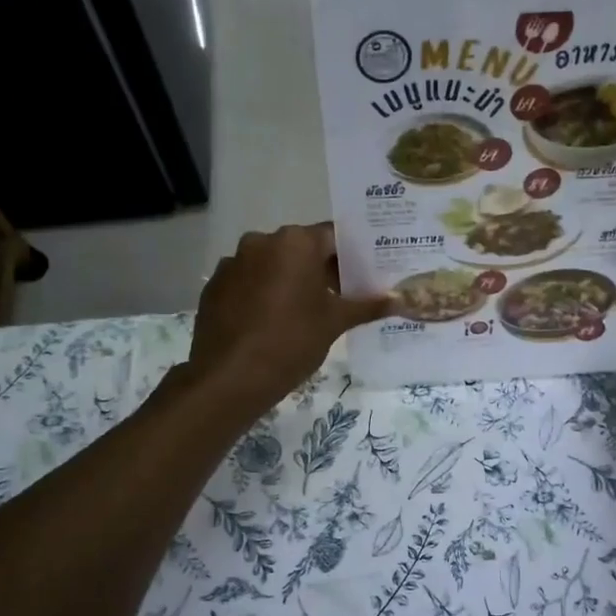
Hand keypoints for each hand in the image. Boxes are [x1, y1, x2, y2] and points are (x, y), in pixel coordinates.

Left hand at [187, 223, 389, 413]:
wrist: (230, 377)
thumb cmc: (292, 341)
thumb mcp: (335, 323)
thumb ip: (367, 306)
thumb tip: (400, 300)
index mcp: (295, 242)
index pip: (333, 237)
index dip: (351, 257)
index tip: (363, 277)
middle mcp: (261, 241)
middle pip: (301, 249)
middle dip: (321, 270)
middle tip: (340, 298)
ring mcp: (233, 262)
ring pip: (273, 265)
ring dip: (290, 281)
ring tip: (305, 313)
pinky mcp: (215, 286)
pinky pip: (248, 282)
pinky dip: (263, 294)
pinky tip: (272, 322)